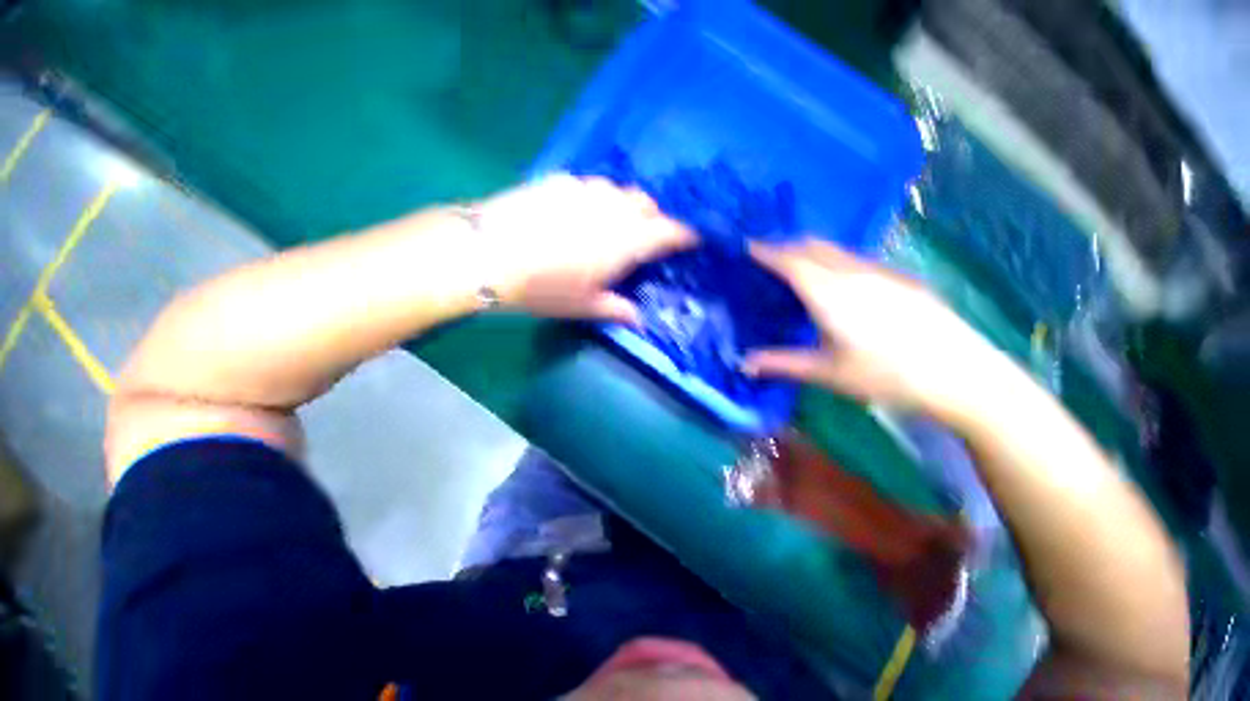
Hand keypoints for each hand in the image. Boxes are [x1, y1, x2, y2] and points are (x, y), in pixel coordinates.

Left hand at [475, 174, 694, 322]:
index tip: (692, 239)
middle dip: (654, 218)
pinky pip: (590, 186)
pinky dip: (597, 199)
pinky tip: (580, 213)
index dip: (684, 235)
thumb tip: (638, 320)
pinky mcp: (559, 181)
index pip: (667, 232)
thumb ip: (616, 310)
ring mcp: (585, 190)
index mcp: (625, 241)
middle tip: (647, 238)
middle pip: (646, 205)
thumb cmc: (543, 287)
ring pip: (619, 191)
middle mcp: (612, 209)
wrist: (486, 253)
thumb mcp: (583, 306)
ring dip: (626, 207)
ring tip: (614, 224)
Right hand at [742, 239, 1016, 419]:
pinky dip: (834, 261)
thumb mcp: (826, 373)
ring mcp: (883, 273)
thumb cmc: (886, 376)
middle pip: (813, 247)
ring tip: (796, 266)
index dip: (767, 252)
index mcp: (830, 294)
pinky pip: (857, 259)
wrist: (963, 376)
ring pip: (837, 251)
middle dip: (786, 246)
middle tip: (766, 256)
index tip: (748, 245)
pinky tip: (837, 282)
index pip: (791, 262)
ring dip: (811, 251)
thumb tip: (743, 364)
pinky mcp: (903, 279)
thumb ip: (781, 363)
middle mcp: (854, 274)